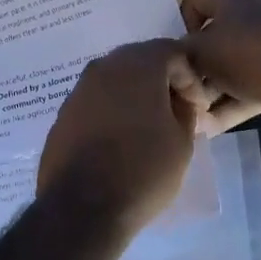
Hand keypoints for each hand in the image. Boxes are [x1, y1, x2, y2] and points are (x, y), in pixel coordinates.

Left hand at [37, 39, 208, 233]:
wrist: (82, 207)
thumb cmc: (143, 171)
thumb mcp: (182, 143)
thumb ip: (185, 112)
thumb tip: (179, 102)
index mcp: (138, 66)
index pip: (172, 52)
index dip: (190, 78)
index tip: (197, 108)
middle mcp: (103, 68)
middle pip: (140, 62)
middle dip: (161, 82)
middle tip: (175, 113)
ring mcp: (78, 91)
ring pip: (115, 81)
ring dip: (135, 97)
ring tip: (149, 128)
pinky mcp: (62, 115)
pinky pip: (96, 103)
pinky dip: (112, 112)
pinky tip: (121, 140)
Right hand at [177, 0, 260, 136]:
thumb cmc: (250, 54)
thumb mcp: (201, 50)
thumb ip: (179, 54)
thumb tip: (175, 64)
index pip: (193, 2)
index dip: (178, 29)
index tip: (173, 58)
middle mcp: (252, 12)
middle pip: (210, 39)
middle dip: (192, 69)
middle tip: (176, 94)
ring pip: (228, 68)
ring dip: (208, 93)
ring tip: (188, 118)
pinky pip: (246, 89)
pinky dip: (228, 106)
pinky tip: (207, 129)